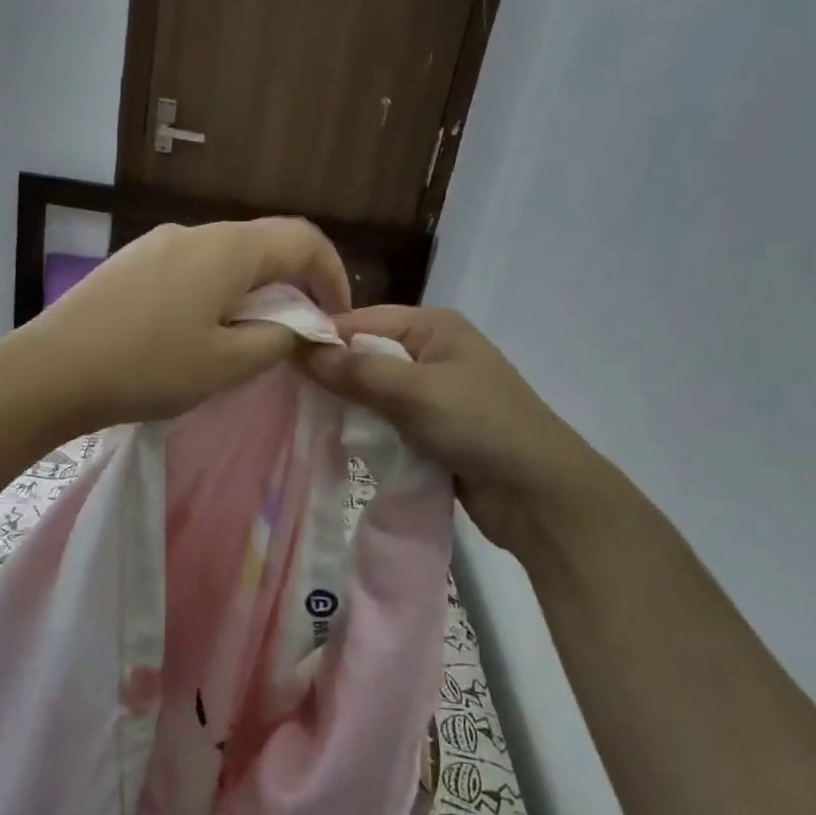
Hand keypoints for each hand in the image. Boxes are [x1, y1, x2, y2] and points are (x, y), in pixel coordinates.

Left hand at [15, 219, 351, 432]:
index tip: (337, 318)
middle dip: (293, 286)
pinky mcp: (131, 264)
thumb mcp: (229, 363)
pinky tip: (200, 332)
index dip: (333, 275)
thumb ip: (279, 338)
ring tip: (249, 338)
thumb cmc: (149, 367)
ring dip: (252, 292)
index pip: (304, 240)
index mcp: (228, 248)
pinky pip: (192, 269)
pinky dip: (216, 293)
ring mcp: (157, 245)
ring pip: (226, 259)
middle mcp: (195, 232)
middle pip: (264, 246)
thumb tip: (301, 325)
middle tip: (298, 333)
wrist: (52, 370)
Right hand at [301, 306, 606, 547]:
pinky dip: (366, 431)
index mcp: (434, 326)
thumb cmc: (479, 425)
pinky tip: (336, 442)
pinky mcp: (433, 430)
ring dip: (346, 407)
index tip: (276, 358)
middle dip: (330, 374)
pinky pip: (387, 422)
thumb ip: (354, 370)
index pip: (362, 320)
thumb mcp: (413, 391)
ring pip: (374, 392)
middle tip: (283, 394)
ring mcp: (434, 394)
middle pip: (366, 355)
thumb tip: (297, 348)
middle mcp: (433, 352)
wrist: (539, 494)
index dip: (321, 337)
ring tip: (302, 419)